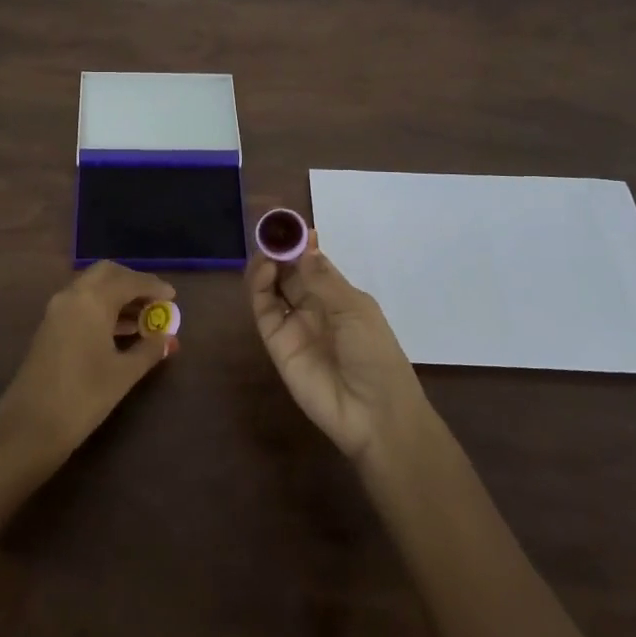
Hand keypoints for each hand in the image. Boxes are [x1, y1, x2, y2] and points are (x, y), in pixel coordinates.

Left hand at [0, 262, 178, 462]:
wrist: (29, 428)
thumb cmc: (83, 397)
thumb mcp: (123, 374)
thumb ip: (148, 350)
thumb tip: (168, 338)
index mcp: (92, 300)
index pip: (129, 281)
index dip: (153, 286)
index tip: (173, 297)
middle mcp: (72, 296)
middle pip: (107, 274)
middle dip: (132, 282)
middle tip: (154, 300)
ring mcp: (56, 311)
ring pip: (92, 288)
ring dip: (117, 296)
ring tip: (143, 318)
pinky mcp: (49, 328)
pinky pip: (81, 304)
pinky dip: (102, 308)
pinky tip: (120, 331)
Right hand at [247, 229, 429, 463]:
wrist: (374, 414)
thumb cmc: (375, 355)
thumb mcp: (354, 309)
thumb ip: (322, 277)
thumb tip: (304, 242)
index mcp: (339, 297)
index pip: (313, 263)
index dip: (301, 244)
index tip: (289, 222)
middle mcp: (314, 307)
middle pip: (289, 272)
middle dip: (280, 249)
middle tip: (270, 230)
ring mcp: (294, 325)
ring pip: (272, 287)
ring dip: (267, 264)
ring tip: (266, 248)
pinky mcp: (276, 343)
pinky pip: (264, 309)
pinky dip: (259, 286)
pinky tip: (265, 268)